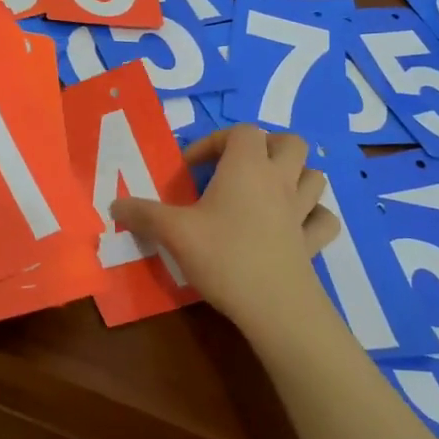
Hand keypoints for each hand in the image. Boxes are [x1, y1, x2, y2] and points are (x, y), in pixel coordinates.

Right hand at [110, 125, 338, 336]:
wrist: (274, 306)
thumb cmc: (223, 256)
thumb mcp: (173, 232)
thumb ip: (142, 214)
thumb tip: (114, 204)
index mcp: (247, 167)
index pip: (241, 131)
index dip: (214, 141)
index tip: (191, 169)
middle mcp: (279, 180)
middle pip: (289, 142)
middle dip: (266, 146)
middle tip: (238, 168)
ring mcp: (302, 211)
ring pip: (314, 176)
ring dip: (295, 176)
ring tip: (269, 191)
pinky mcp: (312, 242)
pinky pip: (324, 219)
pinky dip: (314, 216)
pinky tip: (295, 225)